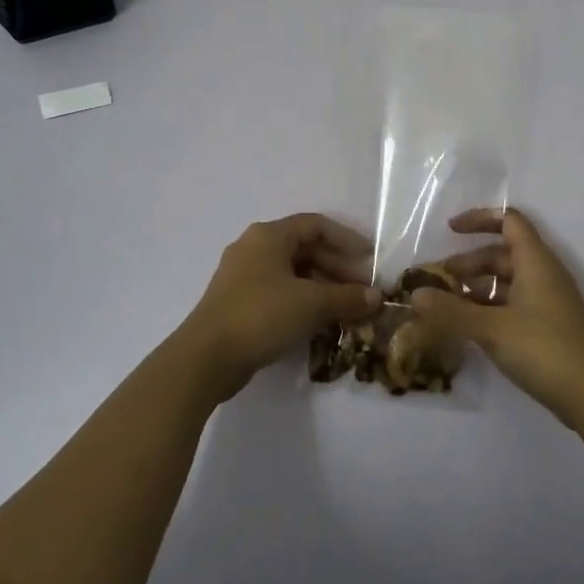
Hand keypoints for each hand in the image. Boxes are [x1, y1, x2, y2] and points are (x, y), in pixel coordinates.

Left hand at [181, 214, 379, 399]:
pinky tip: (320, 321)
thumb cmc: (261, 315)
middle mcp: (254, 248)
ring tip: (346, 308)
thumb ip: (347, 297)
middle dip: (337, 267)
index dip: (346, 239)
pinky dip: (303, 301)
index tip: (370, 258)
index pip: (316, 225)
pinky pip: (279, 291)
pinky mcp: (238, 302)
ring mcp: (242, 276)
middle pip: (304, 249)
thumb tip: (377, 297)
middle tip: (362, 289)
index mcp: (269, 235)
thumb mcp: (311, 304)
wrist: (206, 357)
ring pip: (292, 272)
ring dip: (322, 287)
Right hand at [409, 208, 583, 428]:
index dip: (479, 219)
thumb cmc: (543, 349)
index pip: (509, 221)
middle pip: (503, 253)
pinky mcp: (548, 326)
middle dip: (470, 262)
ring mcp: (548, 301)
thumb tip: (415, 295)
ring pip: (507, 281)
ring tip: (448, 305)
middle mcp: (544, 274)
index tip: (450, 230)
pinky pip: (514, 303)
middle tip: (439, 281)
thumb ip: (451, 310)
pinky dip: (490, 307)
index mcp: (536, 261)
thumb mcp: (491, 328)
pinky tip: (470, 327)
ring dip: (478, 287)